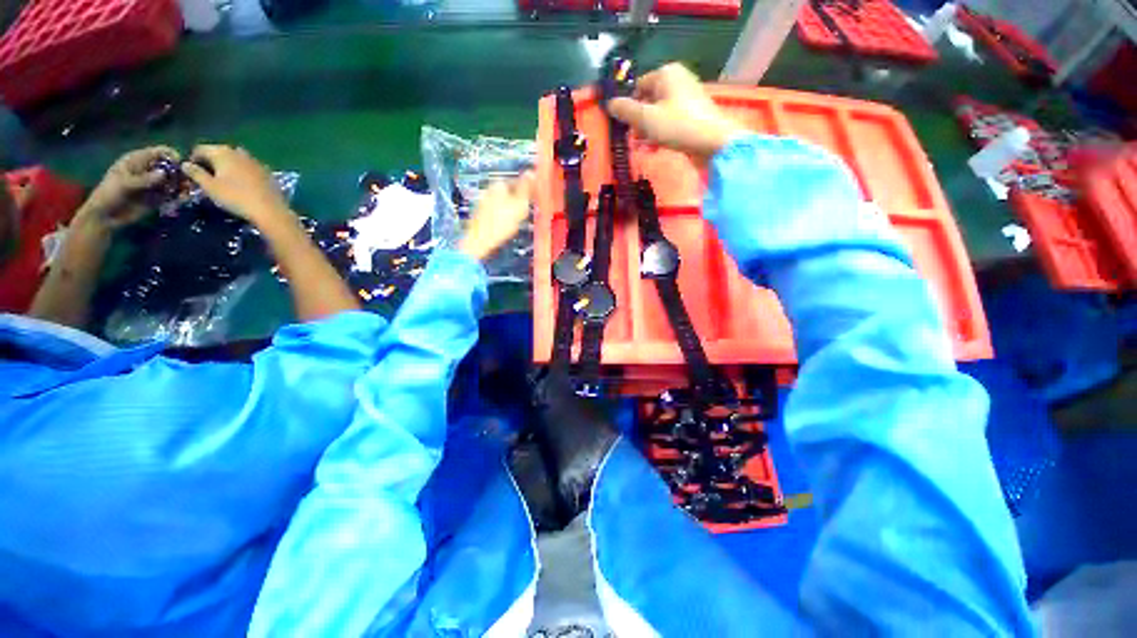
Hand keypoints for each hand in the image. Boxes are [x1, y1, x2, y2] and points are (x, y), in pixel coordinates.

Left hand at [79, 146, 179, 229]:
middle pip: (171, 166)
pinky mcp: (159, 197)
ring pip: (175, 181)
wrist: (106, 216)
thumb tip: (164, 174)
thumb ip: (144, 179)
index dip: (172, 156)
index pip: (160, 152)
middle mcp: (149, 170)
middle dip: (181, 173)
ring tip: (187, 192)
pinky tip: (183, 199)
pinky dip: (181, 196)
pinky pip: (174, 194)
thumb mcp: (124, 184)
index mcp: (139, 160)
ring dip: (183, 185)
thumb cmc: (110, 195)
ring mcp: (155, 184)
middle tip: (188, 182)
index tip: (180, 165)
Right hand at [181, 144, 291, 226]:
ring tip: (223, 180)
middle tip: (207, 176)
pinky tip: (242, 183)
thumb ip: (195, 173)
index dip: (193, 159)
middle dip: (211, 161)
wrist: (270, 210)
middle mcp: (239, 152)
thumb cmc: (235, 197)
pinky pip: (249, 167)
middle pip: (219, 152)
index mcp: (222, 152)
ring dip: (227, 165)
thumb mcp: (209, 187)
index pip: (201, 148)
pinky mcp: (267, 172)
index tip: (191, 172)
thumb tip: (185, 164)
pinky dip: (242, 171)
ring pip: (235, 158)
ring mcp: (255, 161)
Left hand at [459, 172, 533, 261]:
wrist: (479, 241)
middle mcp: (488, 189)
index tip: (533, 201)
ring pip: (501, 203)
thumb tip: (532, 172)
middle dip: (517, 201)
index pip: (517, 182)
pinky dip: (501, 217)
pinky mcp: (478, 214)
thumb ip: (526, 189)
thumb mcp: (519, 205)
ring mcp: (481, 201)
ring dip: (509, 210)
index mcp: (499, 184)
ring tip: (515, 222)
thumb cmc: (501, 223)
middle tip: (525, 213)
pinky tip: (504, 227)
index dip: (527, 191)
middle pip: (508, 192)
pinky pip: (494, 212)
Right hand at [607, 63, 744, 160]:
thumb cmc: (677, 126)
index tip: (625, 127)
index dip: (629, 107)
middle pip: (648, 101)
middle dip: (639, 123)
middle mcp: (677, 80)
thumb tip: (609, 103)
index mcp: (666, 73)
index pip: (637, 87)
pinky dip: (661, 133)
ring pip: (658, 113)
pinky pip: (670, 121)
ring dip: (648, 132)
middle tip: (634, 141)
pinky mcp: (692, 114)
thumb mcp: (646, 119)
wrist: (713, 142)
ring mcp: (686, 97)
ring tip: (644, 149)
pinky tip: (656, 149)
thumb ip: (626, 111)